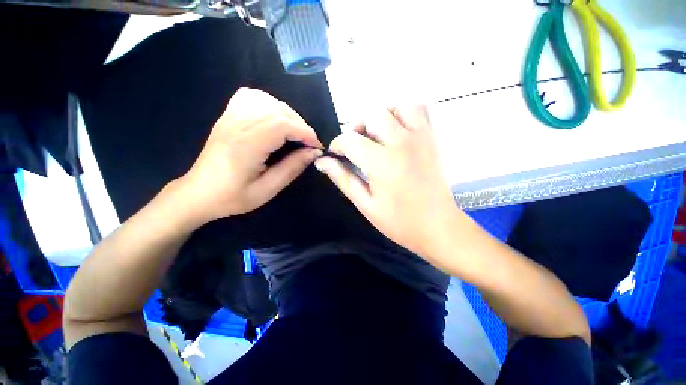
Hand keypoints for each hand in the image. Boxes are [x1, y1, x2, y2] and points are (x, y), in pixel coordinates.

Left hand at [176, 88, 322, 225]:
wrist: (198, 193)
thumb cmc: (232, 197)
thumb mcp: (266, 190)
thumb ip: (291, 169)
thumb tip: (314, 153)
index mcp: (246, 146)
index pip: (282, 125)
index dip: (305, 133)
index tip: (317, 147)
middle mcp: (237, 125)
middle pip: (277, 110)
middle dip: (301, 125)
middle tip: (308, 143)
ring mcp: (229, 117)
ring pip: (267, 101)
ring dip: (288, 114)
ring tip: (295, 133)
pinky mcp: (227, 116)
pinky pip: (251, 97)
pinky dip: (269, 103)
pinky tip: (274, 118)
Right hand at [315, 106, 457, 256]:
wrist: (438, 227)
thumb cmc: (399, 222)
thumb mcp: (365, 204)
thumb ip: (343, 179)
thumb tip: (322, 162)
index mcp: (382, 162)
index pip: (350, 140)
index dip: (337, 145)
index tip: (336, 155)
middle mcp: (401, 143)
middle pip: (372, 115)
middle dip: (357, 128)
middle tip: (356, 146)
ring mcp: (421, 138)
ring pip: (398, 106)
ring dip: (383, 116)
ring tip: (377, 135)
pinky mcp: (433, 139)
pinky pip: (421, 110)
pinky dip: (406, 113)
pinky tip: (398, 130)